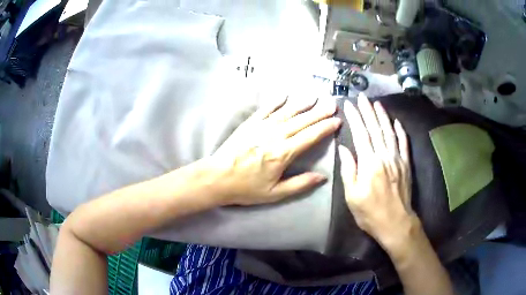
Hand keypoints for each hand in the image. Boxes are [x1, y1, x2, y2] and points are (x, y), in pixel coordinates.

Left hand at [207, 96, 340, 205]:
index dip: (325, 128)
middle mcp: (275, 136)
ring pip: (287, 112)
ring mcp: (262, 127)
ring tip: (314, 97)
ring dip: (302, 104)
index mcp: (283, 153)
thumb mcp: (275, 193)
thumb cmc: (246, 188)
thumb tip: (322, 177)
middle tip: (332, 104)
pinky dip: (276, 101)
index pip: (310, 137)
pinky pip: (266, 109)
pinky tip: (285, 95)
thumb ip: (300, 184)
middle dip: (319, 112)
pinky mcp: (250, 123)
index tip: (337, 121)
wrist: (217, 177)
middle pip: (302, 121)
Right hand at [339, 93, 417, 247]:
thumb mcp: (352, 196)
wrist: (396, 223)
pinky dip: (400, 131)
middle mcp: (384, 156)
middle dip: (368, 111)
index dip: (355, 118)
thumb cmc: (370, 213)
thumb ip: (349, 170)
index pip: (361, 135)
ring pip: (389, 132)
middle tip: (362, 97)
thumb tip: (343, 149)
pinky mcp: (406, 165)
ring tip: (377, 103)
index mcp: (369, 164)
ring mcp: (397, 159)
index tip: (349, 105)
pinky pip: (404, 144)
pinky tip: (397, 122)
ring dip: (383, 116)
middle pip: (375, 129)